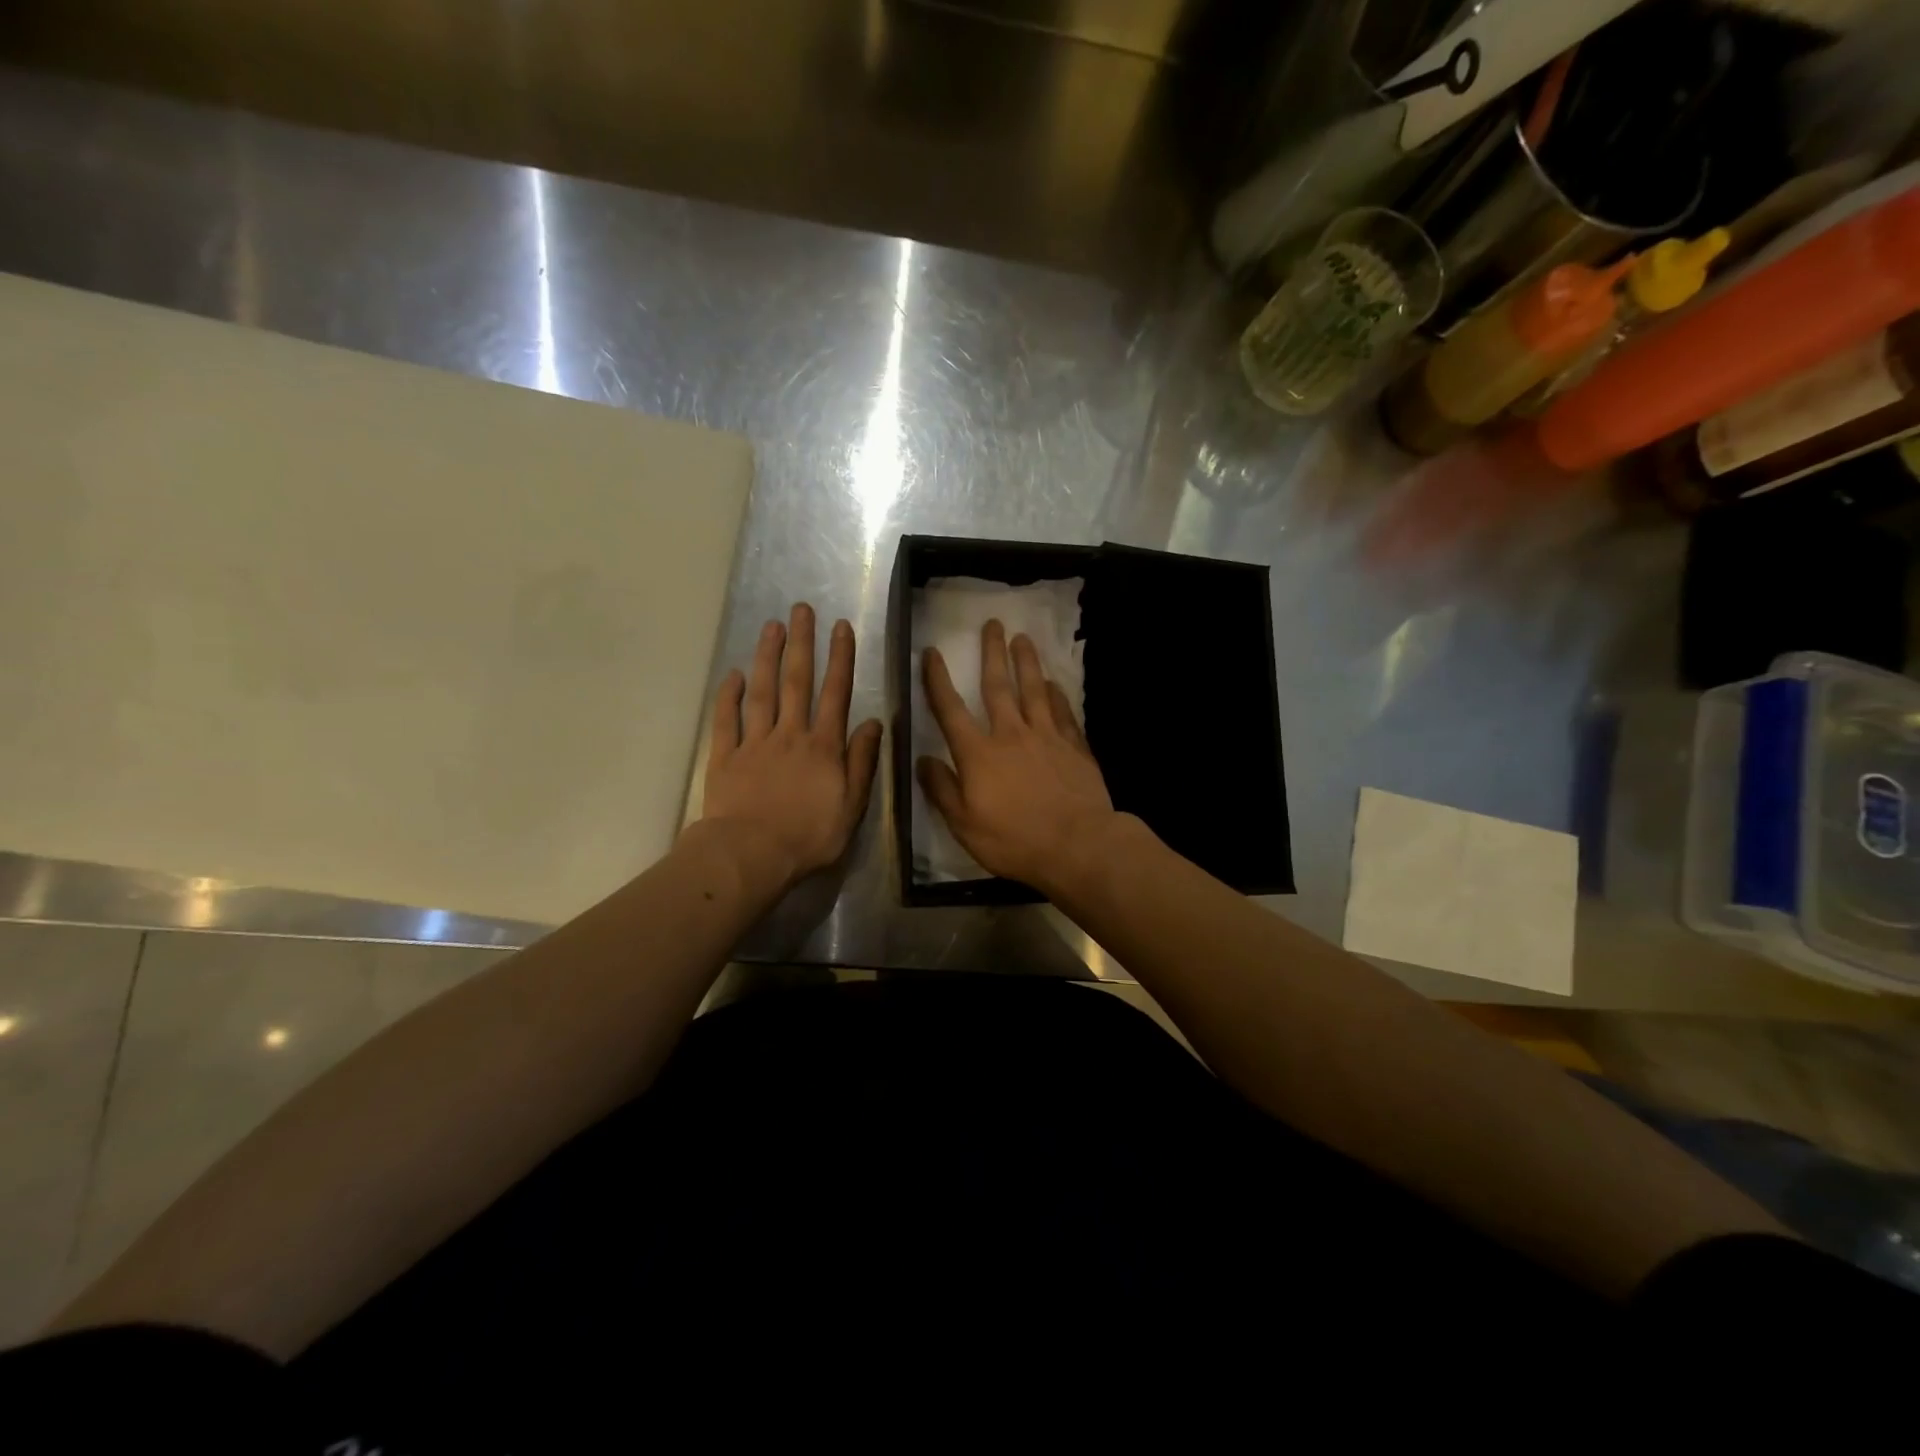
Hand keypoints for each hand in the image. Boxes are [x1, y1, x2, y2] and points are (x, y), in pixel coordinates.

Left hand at [700, 603, 882, 889]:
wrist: (751, 855)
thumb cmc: (809, 836)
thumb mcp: (851, 806)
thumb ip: (861, 762)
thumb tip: (873, 723)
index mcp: (823, 747)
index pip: (835, 694)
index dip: (840, 659)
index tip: (841, 627)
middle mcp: (790, 735)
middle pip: (796, 681)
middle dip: (801, 643)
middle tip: (801, 609)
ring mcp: (754, 743)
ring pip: (761, 692)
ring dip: (767, 657)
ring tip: (771, 627)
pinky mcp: (724, 756)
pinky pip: (726, 719)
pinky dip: (729, 695)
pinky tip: (734, 674)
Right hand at [918, 619, 1118, 893]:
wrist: (1077, 845)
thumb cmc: (1014, 840)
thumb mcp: (964, 824)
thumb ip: (942, 790)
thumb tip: (922, 760)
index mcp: (978, 754)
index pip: (951, 710)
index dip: (937, 680)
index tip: (932, 653)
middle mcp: (1011, 735)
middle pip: (998, 686)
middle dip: (992, 653)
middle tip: (992, 624)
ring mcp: (1047, 737)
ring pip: (1034, 690)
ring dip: (1026, 663)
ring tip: (1023, 638)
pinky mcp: (1074, 747)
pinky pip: (1063, 713)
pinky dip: (1057, 696)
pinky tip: (1054, 684)